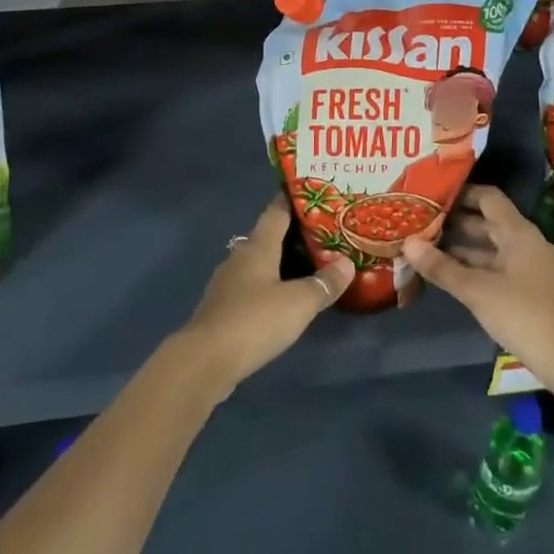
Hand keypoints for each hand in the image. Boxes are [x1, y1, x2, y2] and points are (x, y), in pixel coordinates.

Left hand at [179, 194, 352, 396]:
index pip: (276, 211)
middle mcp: (240, 257)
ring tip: (309, 266)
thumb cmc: (254, 320)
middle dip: (293, 234)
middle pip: (268, 237)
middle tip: (322, 234)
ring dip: (280, 263)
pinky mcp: (223, 309)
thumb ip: (324, 283)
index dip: (293, 200)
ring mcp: (228, 283)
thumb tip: (347, 263)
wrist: (206, 360)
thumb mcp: (299, 303)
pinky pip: (252, 287)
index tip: (312, 192)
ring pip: (259, 263)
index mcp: (257, 246)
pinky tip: (284, 300)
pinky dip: (269, 287)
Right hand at [402, 185, 553, 403]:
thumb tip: (407, 243)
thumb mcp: (477, 291)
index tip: (432, 195)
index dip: (461, 193)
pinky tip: (453, 276)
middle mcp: (528, 243)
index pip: (488, 197)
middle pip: (489, 222)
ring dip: (464, 248)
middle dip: (456, 223)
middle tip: (421, 223)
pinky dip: (477, 267)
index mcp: (519, 233)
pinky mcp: (533, 290)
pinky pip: (500, 267)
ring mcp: (533, 267)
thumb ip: (442, 267)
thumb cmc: (524, 315)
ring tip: (428, 248)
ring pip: (493, 248)